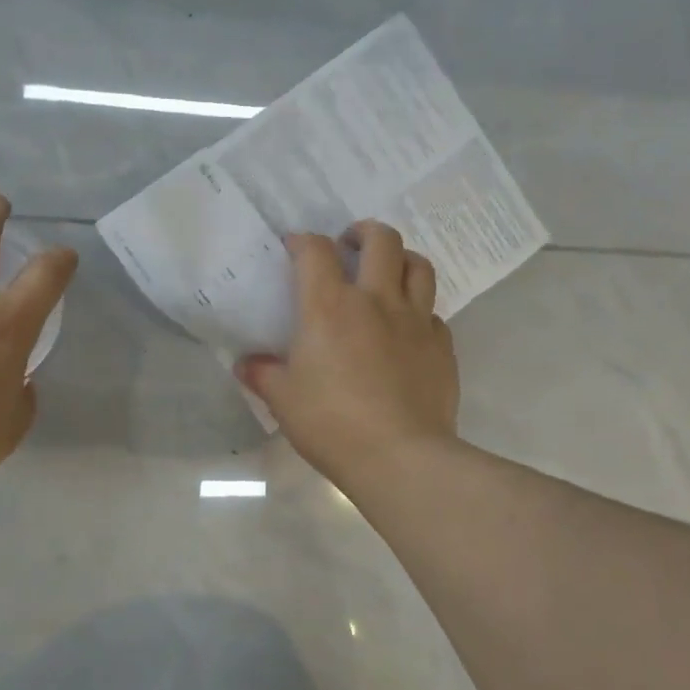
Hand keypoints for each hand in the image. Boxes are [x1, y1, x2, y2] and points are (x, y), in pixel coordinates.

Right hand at [237, 223, 459, 492]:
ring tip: (387, 271)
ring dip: (401, 258)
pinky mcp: (442, 346)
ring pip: (419, 266)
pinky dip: (418, 310)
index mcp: (330, 306)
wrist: (400, 457)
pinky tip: (407, 329)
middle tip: (350, 243)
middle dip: (364, 231)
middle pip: (381, 240)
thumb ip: (263, 375)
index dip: (302, 241)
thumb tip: (246, 364)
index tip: (295, 247)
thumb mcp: (284, 400)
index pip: (316, 251)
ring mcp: (416, 321)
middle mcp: (377, 301)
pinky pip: (433, 313)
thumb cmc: (332, 424)